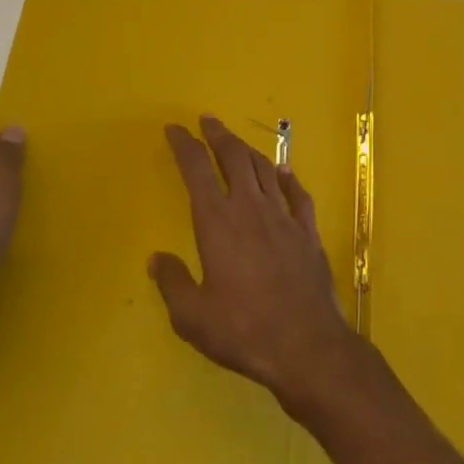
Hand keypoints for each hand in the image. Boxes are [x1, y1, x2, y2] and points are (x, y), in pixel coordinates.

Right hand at [150, 115, 362, 412]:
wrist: (306, 343)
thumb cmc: (243, 330)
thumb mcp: (193, 317)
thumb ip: (173, 283)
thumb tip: (156, 257)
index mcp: (218, 222)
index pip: (197, 170)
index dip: (185, 145)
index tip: (175, 128)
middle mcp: (251, 207)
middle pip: (234, 157)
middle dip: (218, 135)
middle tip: (208, 120)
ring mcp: (283, 215)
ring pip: (265, 168)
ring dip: (248, 150)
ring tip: (237, 143)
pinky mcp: (307, 229)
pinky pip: (296, 193)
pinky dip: (287, 177)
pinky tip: (283, 171)